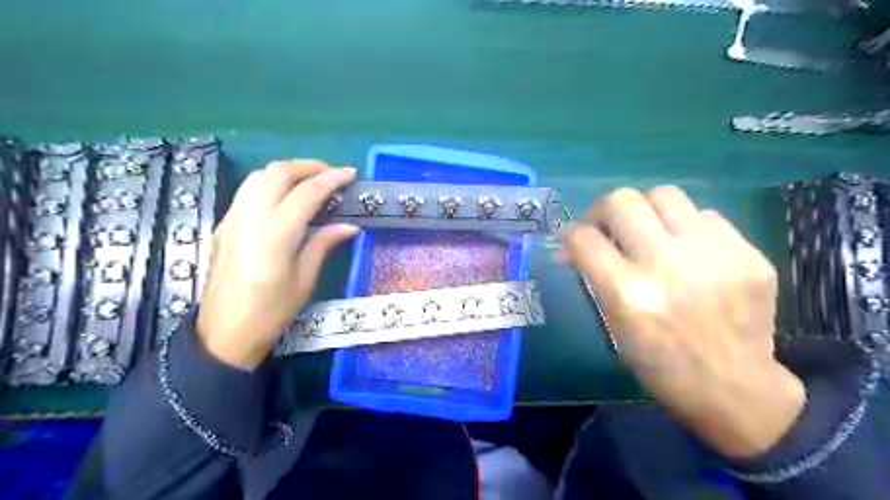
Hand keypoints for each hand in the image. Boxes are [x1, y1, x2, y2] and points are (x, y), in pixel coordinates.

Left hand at [198, 159, 356, 370]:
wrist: (224, 333)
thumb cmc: (271, 312)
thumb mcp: (304, 280)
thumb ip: (324, 244)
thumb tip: (350, 225)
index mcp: (275, 235)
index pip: (306, 193)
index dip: (331, 179)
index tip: (350, 174)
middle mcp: (250, 218)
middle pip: (278, 173)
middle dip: (308, 166)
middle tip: (332, 174)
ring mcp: (232, 219)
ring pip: (258, 176)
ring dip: (287, 170)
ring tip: (311, 180)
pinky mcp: (224, 224)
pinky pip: (248, 190)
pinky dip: (270, 182)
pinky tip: (286, 195)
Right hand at [562, 185, 807, 456]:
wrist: (736, 390)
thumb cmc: (661, 366)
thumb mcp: (614, 326)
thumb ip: (595, 278)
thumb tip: (574, 247)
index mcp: (628, 295)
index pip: (584, 238)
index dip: (570, 234)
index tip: (572, 240)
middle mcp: (668, 267)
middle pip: (622, 201)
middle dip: (603, 211)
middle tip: (607, 229)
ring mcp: (714, 256)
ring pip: (664, 194)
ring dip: (645, 211)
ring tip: (648, 232)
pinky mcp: (749, 255)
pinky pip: (704, 215)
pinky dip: (685, 227)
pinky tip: (687, 250)